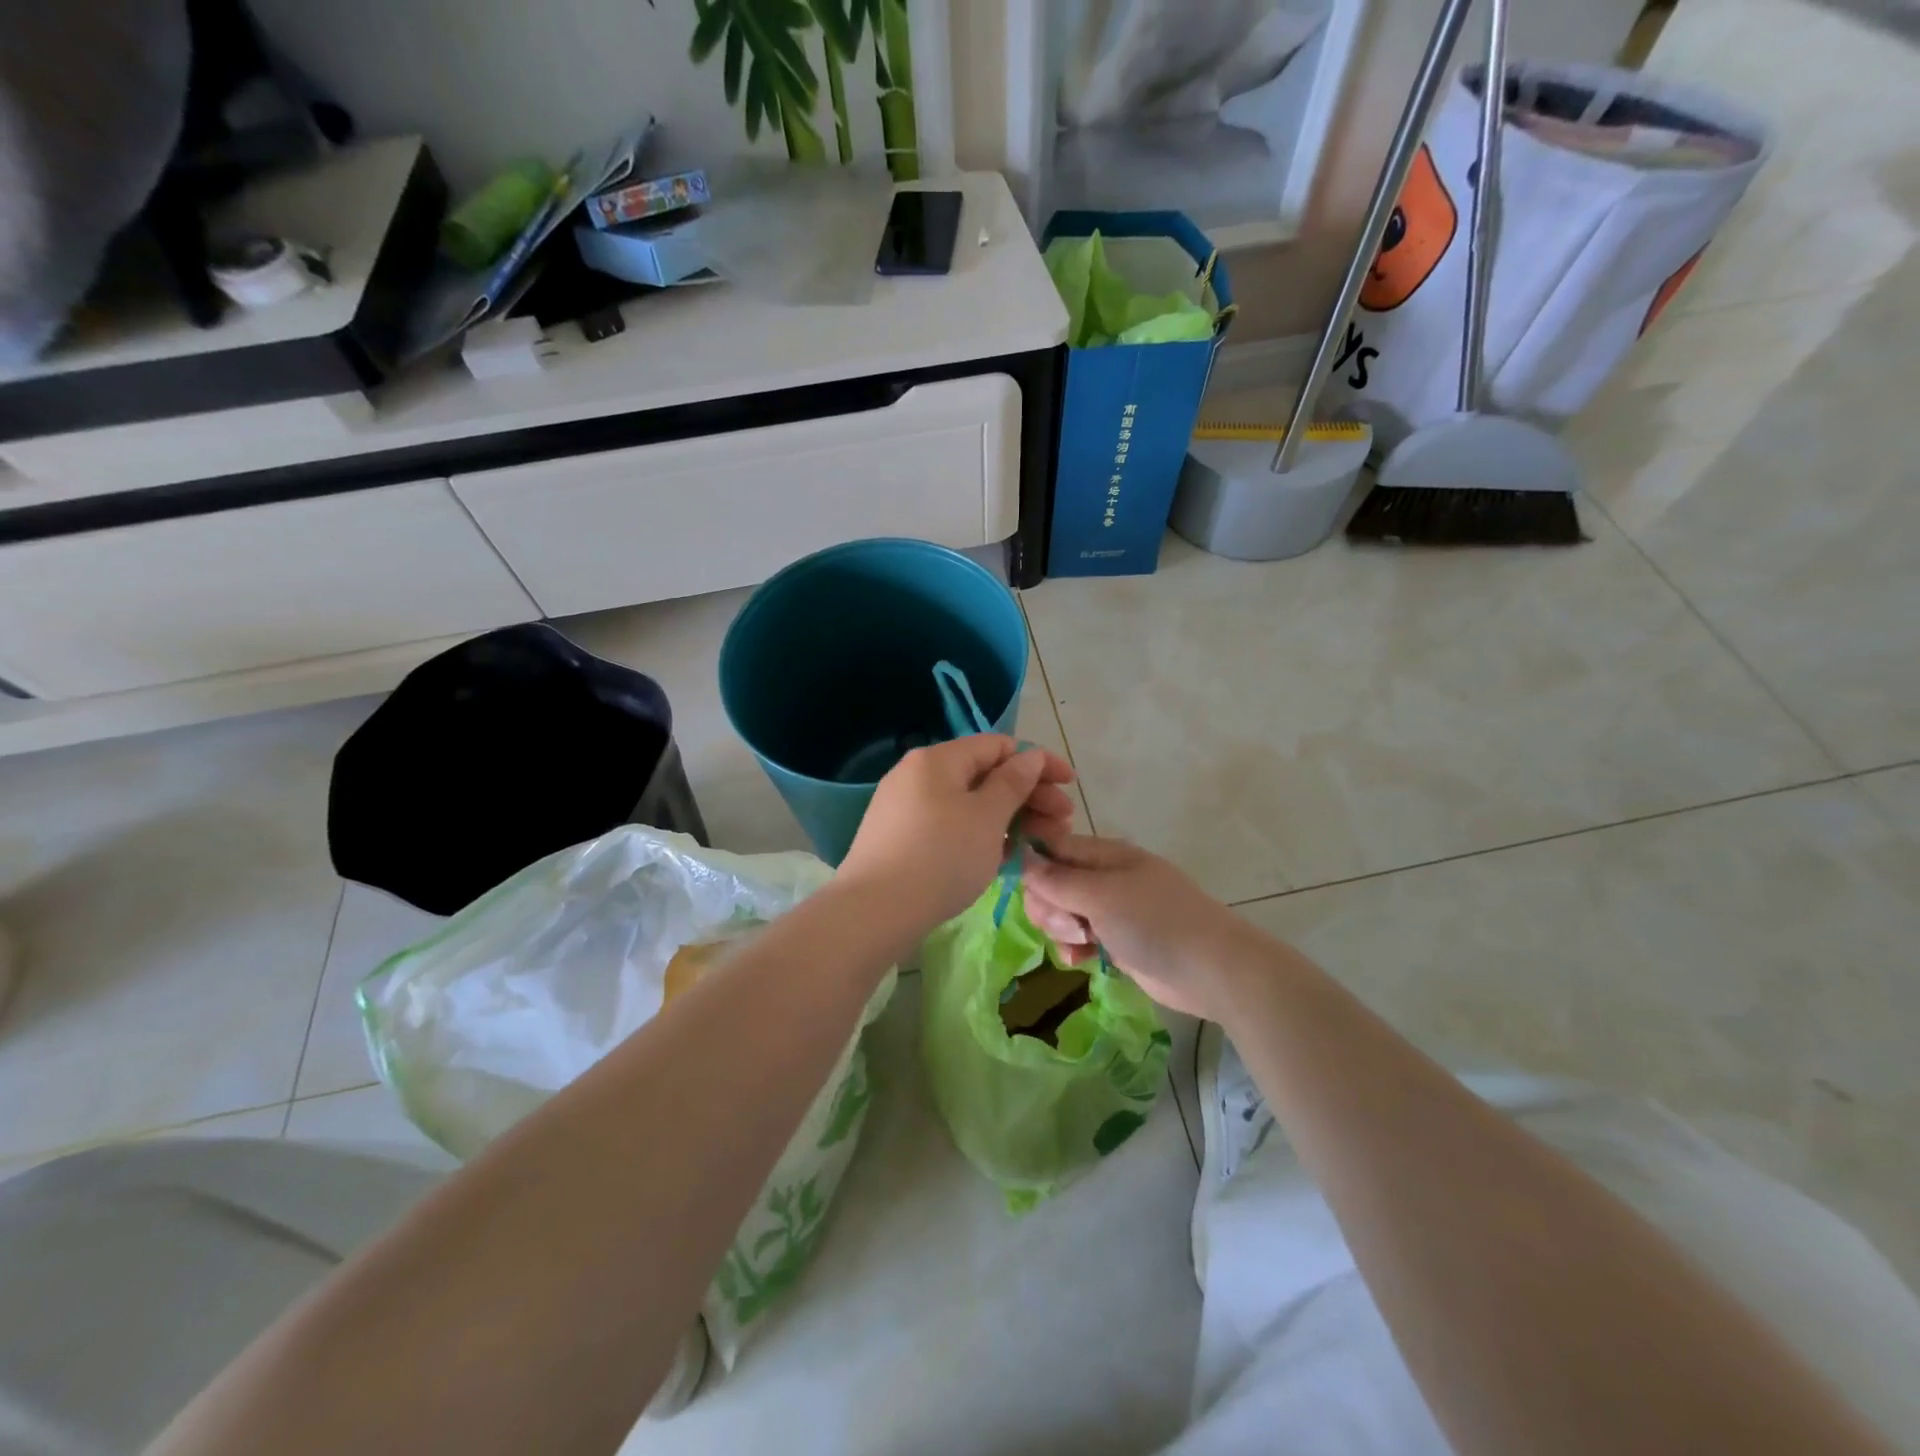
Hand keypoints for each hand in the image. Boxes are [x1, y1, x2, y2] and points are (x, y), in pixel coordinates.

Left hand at [837, 735, 1076, 935]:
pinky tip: (1002, 858)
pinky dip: (981, 835)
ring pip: (969, 804)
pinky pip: (950, 825)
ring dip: (1009, 819)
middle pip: (985, 775)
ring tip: (1039, 844)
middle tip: (1063, 824)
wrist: (873, 912)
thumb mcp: (987, 818)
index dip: (1039, 762)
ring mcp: (905, 807)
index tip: (1069, 786)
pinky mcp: (900, 838)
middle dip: (1029, 796)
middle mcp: (918, 775)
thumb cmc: (940, 857)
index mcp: (938, 759)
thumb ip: (1013, 783)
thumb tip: (1029, 757)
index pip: (998, 746)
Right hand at [1022, 835, 1260, 1019]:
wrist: (1212, 969)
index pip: (1052, 848)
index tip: (1028, 892)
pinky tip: (1081, 960)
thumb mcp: (1100, 896)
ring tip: (1081, 943)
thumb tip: (1020, 855)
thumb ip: (1056, 879)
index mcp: (1104, 854)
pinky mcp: (1118, 940)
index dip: (1033, 868)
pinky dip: (1075, 947)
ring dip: (1061, 930)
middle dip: (1049, 905)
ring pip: (1063, 913)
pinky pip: (1080, 937)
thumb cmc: (1154, 922)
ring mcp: (1113, 909)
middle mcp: (1105, 876)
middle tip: (1067, 924)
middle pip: (1053, 883)